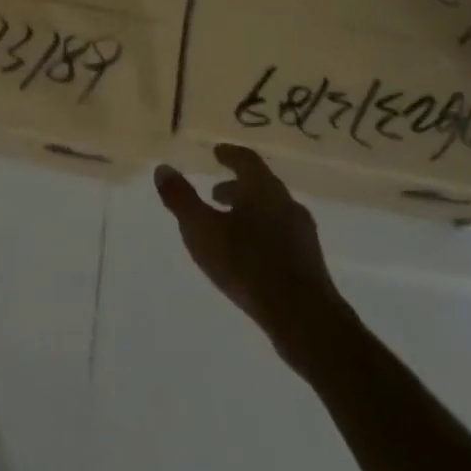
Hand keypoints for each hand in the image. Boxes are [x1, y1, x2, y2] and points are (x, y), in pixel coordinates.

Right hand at [153, 145, 355, 378]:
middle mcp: (286, 204)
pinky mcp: (308, 260)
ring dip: (248, 211)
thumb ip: (181, 198)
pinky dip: (260, 232)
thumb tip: (163, 168)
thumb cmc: (247, 264)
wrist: (303, 317)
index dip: (230, 154)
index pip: (247, 160)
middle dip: (236, 186)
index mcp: (263, 189)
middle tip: (215, 193)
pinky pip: (279, 233)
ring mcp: (302, 233)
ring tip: (227, 225)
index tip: (217, 153)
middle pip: (260, 186)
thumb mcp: (201, 230)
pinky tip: (247, 253)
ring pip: (271, 211)